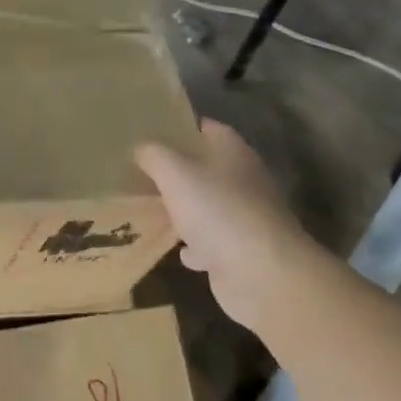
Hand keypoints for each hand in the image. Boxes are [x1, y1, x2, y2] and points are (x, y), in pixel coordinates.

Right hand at [136, 119, 320, 337]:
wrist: (259, 273)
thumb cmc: (217, 210)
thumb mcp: (174, 172)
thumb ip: (154, 155)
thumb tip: (141, 148)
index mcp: (234, 153)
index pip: (209, 129)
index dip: (183, 128)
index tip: (154, 132)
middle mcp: (244, 181)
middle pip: (207, 169)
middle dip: (178, 172)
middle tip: (143, 173)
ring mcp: (245, 218)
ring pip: (208, 207)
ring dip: (185, 211)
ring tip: (152, 210)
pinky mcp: (241, 252)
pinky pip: (212, 243)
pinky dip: (196, 247)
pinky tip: (179, 251)